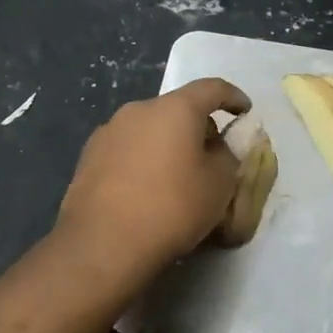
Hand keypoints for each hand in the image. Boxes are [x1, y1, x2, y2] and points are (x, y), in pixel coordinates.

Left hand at [55, 77, 250, 276]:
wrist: (103, 244)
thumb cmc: (172, 207)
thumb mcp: (219, 185)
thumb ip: (227, 156)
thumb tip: (216, 148)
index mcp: (175, 109)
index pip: (211, 88)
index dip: (233, 97)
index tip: (244, 111)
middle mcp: (138, 110)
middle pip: (177, 109)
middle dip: (198, 127)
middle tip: (212, 155)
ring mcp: (108, 131)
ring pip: (149, 129)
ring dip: (167, 144)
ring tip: (176, 176)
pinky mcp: (88, 157)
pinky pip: (127, 149)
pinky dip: (143, 160)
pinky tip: (146, 189)